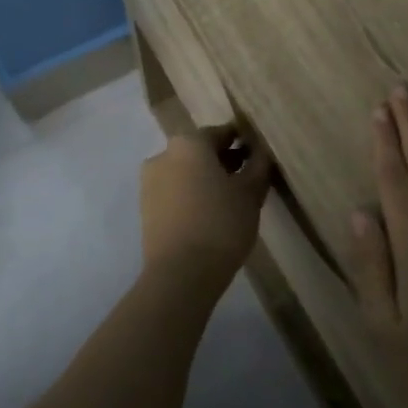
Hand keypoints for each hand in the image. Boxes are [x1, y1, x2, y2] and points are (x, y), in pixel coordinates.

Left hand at [140, 124, 273, 283]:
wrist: (180, 274)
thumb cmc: (220, 223)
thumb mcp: (250, 193)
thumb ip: (258, 166)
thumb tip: (262, 152)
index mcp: (189, 142)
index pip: (223, 133)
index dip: (244, 142)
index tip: (260, 155)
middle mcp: (164, 154)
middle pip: (201, 151)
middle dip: (225, 160)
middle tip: (250, 178)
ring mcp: (150, 181)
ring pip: (187, 171)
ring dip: (208, 178)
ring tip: (232, 199)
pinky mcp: (146, 207)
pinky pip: (175, 191)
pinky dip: (193, 194)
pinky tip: (211, 213)